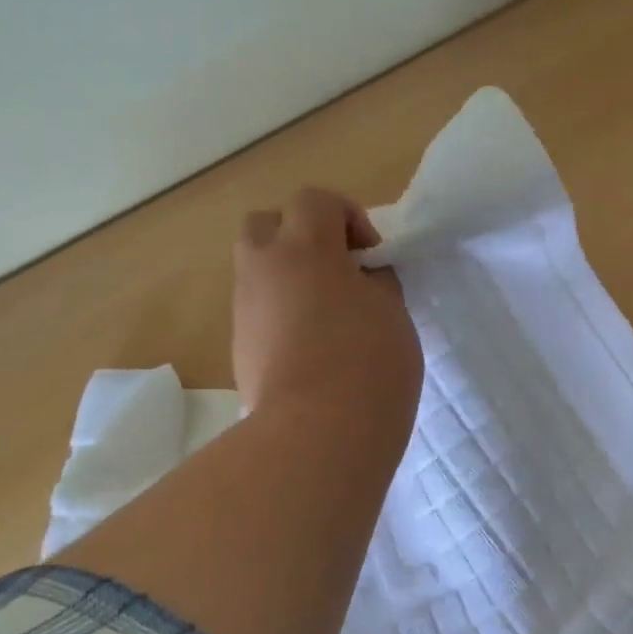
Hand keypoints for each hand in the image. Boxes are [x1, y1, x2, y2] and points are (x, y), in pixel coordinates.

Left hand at [232, 188, 422, 450]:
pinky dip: (282, 313)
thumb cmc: (368, 362)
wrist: (318, 433)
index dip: (348, 216)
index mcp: (304, 248)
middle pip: (266, 224)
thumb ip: (375, 281)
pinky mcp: (240, 348)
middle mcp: (263, 269)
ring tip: (328, 314)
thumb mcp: (392, 311)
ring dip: (289, 277)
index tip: (372, 256)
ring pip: (258, 271)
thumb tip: (360, 278)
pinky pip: (259, 311)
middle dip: (299, 235)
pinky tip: (313, 348)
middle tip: (336, 269)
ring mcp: (245, 310)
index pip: (315, 201)